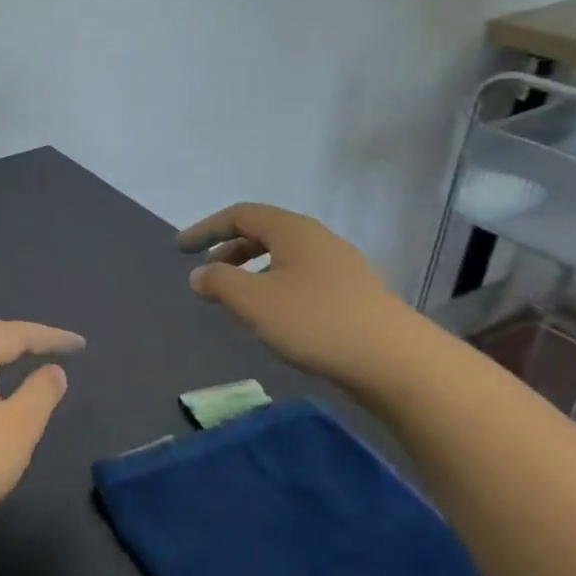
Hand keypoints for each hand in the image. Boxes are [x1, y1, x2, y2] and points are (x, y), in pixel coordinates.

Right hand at [178, 203, 422, 391]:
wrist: (394, 360)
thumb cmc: (315, 321)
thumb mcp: (254, 301)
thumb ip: (220, 282)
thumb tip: (199, 273)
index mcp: (293, 230)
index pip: (240, 215)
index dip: (206, 228)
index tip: (181, 249)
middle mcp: (318, 239)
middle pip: (265, 231)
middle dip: (230, 248)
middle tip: (207, 271)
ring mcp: (340, 266)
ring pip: (284, 256)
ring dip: (253, 269)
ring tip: (236, 297)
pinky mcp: (353, 294)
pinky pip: (301, 277)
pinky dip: (275, 286)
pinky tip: (274, 316)